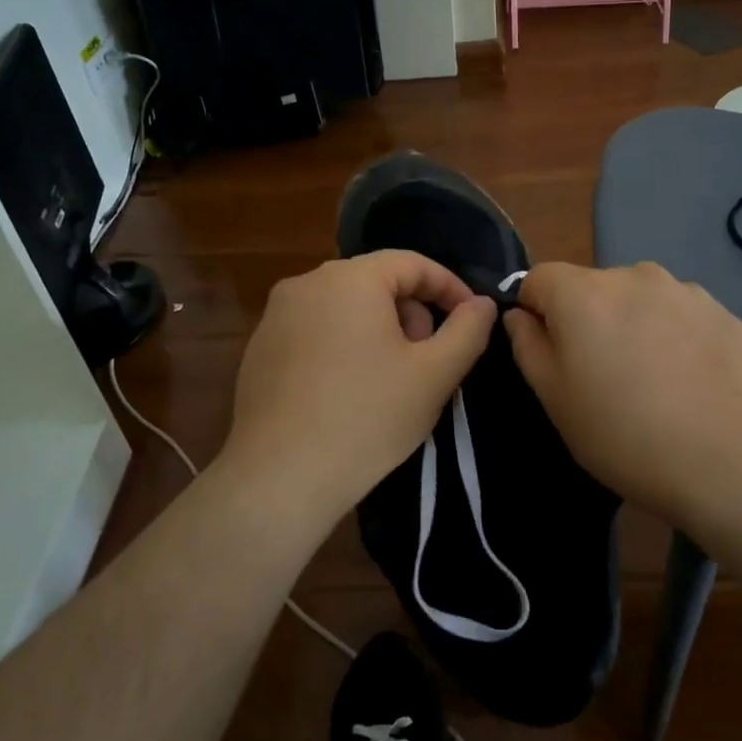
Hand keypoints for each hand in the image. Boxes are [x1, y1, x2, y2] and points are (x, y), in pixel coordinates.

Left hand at [221, 251, 496, 522]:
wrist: (280, 477)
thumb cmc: (367, 418)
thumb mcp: (434, 375)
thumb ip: (468, 330)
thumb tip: (482, 303)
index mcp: (350, 278)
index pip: (412, 263)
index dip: (449, 288)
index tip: (471, 320)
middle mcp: (306, 283)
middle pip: (376, 283)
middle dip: (411, 314)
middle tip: (428, 359)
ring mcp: (276, 315)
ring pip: (344, 307)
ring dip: (378, 331)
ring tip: (391, 380)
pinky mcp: (259, 348)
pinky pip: (315, 330)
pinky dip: (342, 346)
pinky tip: (348, 393)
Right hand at [503, 262, 741, 525]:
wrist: (726, 459)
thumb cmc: (620, 431)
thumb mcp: (553, 396)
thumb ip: (527, 345)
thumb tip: (520, 315)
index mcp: (582, 292)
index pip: (538, 278)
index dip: (534, 311)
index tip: (548, 353)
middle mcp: (633, 276)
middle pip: (592, 288)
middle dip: (588, 319)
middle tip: (602, 376)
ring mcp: (686, 291)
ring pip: (641, 301)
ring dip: (635, 325)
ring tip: (653, 381)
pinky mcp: (726, 314)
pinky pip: (683, 318)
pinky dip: (677, 339)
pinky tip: (690, 384)